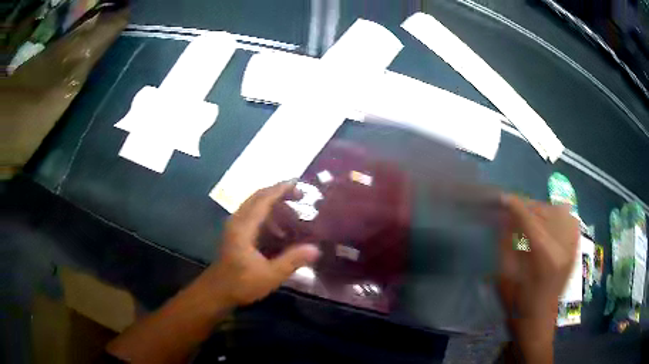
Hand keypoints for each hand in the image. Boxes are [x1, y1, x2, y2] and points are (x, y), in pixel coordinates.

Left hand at [201, 181, 320, 306]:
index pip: (263, 199)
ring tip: (294, 214)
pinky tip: (280, 230)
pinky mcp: (235, 233)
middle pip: (258, 196)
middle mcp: (237, 221)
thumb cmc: (241, 284)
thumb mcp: (269, 275)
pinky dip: (268, 214)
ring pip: (255, 204)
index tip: (299, 183)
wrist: (216, 292)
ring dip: (274, 204)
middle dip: (279, 193)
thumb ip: (291, 261)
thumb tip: (315, 249)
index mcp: (243, 227)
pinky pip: (253, 214)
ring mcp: (234, 226)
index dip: (281, 189)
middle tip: (301, 197)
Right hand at [498, 194, 578, 362]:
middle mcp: (562, 247)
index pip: (530, 219)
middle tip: (514, 210)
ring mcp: (571, 248)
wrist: (537, 323)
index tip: (503, 198)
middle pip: (546, 212)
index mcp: (543, 256)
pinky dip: (560, 217)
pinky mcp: (575, 251)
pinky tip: (550, 223)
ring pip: (561, 212)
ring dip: (543, 210)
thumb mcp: (504, 276)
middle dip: (528, 206)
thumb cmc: (517, 304)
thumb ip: (505, 243)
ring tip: (531, 217)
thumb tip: (504, 218)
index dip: (515, 205)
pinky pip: (572, 222)